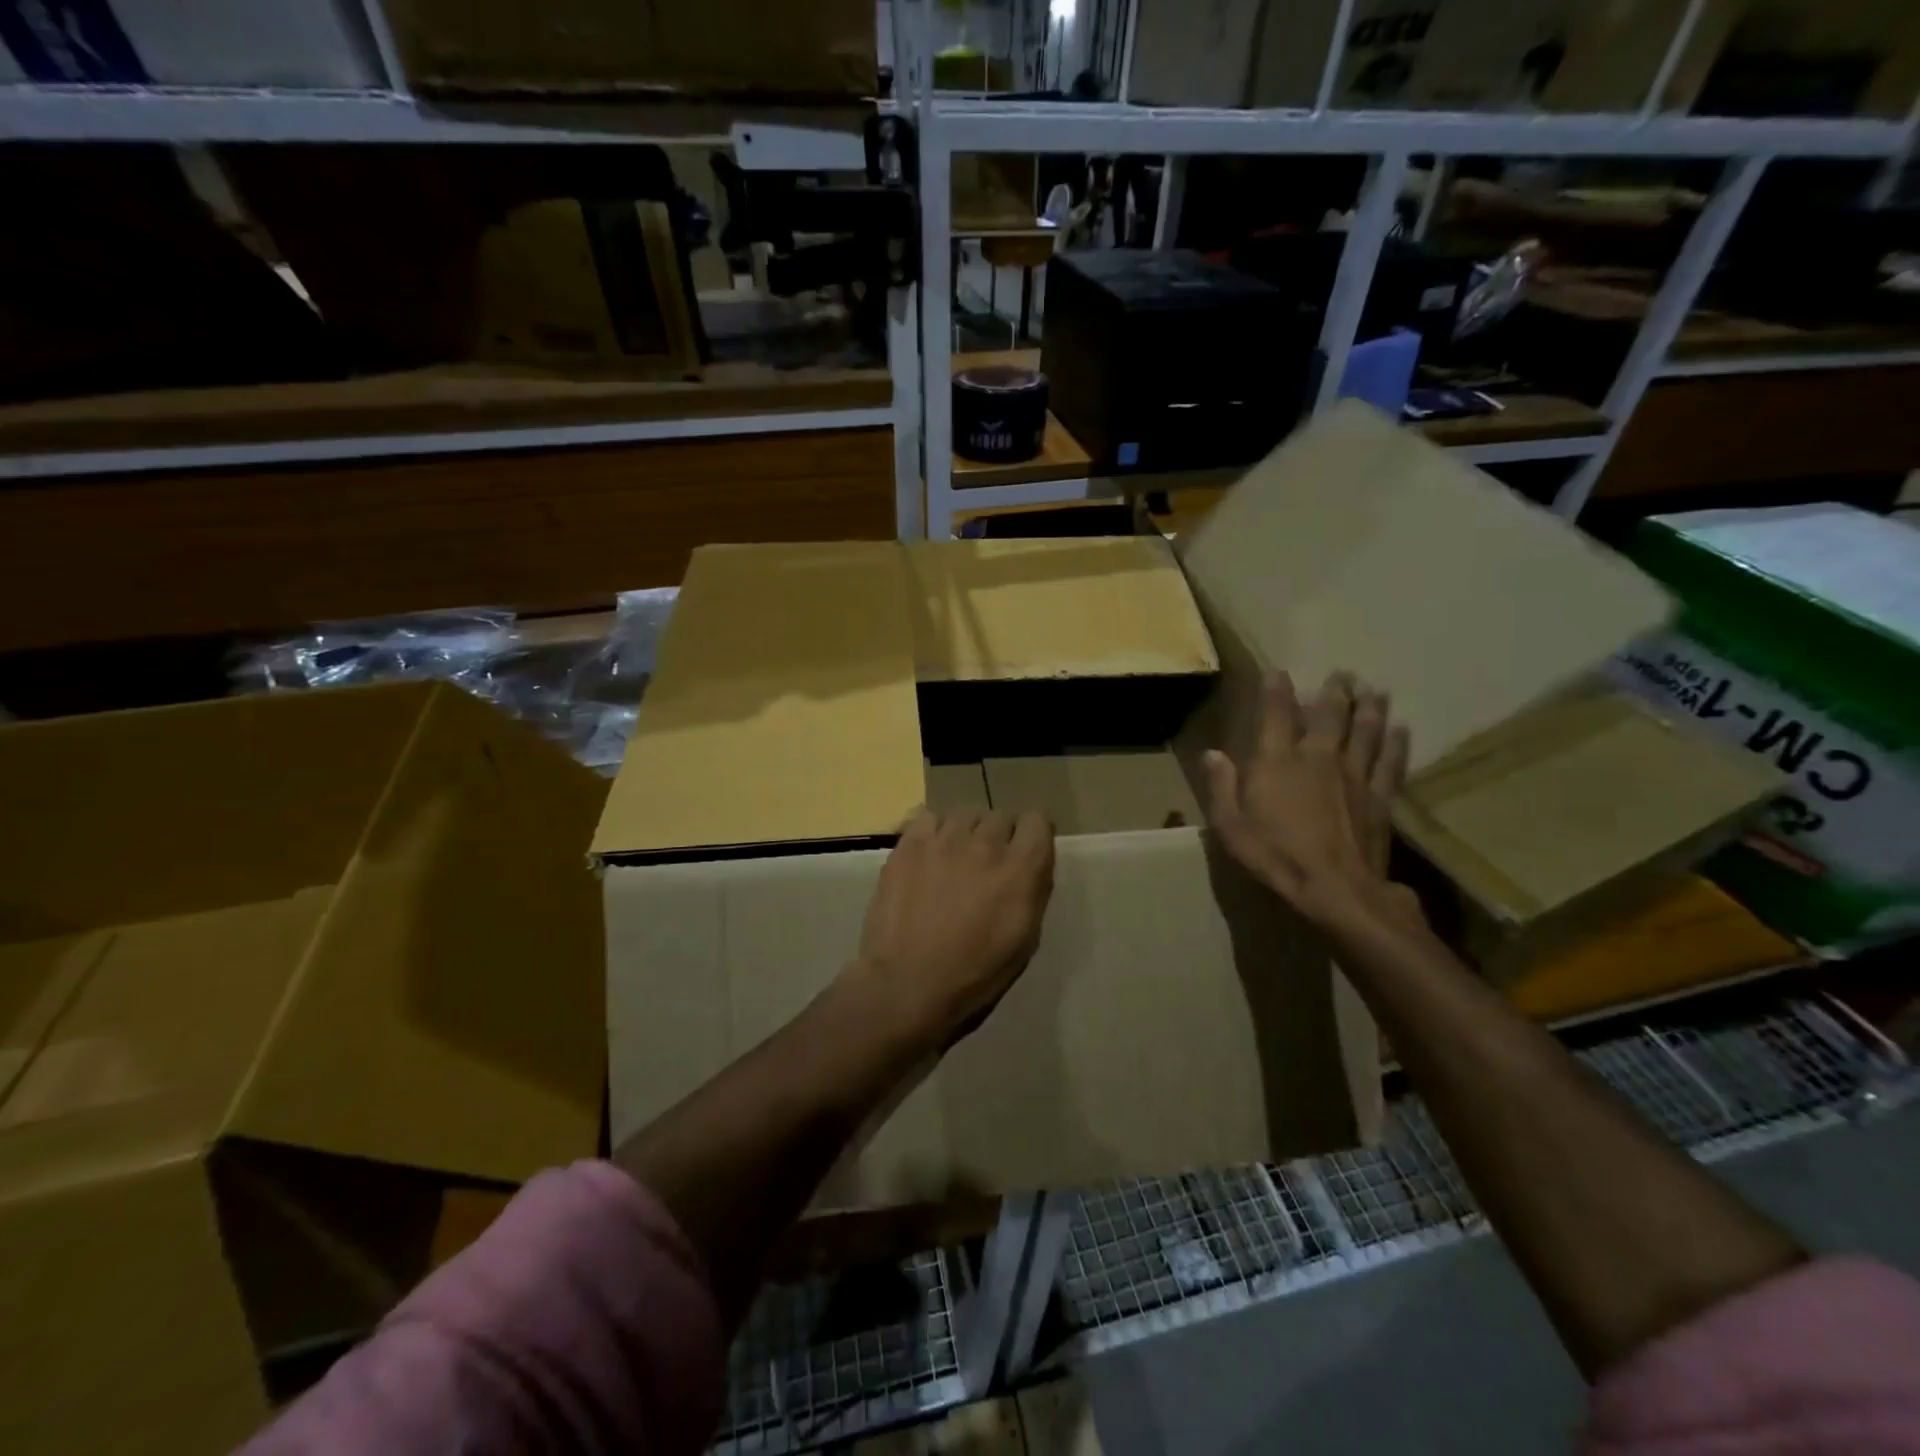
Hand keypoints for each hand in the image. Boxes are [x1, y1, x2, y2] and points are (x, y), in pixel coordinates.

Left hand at [850, 807, 1055, 1049]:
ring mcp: (944, 839)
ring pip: (965, 814)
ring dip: (967, 832)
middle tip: (987, 865)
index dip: (1033, 836)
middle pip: (1000, 816)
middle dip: (1000, 836)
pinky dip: (933, 831)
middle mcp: (985, 844)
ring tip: (956, 858)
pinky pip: (928, 817)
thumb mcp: (1024, 941)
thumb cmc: (974, 974)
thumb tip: (1032, 865)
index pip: (1037, 820)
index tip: (1026, 852)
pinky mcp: (909, 844)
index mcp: (1020, 869)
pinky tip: (928, 853)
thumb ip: (1033, 891)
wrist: (907, 982)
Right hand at [1203, 671, 1419, 931]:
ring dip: (1369, 707)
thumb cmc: (1276, 857)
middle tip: (1342, 673)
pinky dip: (1396, 742)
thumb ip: (1222, 787)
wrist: (1337, 890)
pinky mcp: (1380, 796)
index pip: (1275, 715)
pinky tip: (1401, 728)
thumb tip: (1213, 754)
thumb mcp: (1231, 827)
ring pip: (1365, 730)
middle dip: (1334, 691)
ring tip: (1373, 689)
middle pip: (1329, 714)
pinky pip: (1391, 761)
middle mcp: (1317, 757)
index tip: (1277, 671)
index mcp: (1277, 762)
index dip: (1276, 690)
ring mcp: (1354, 775)